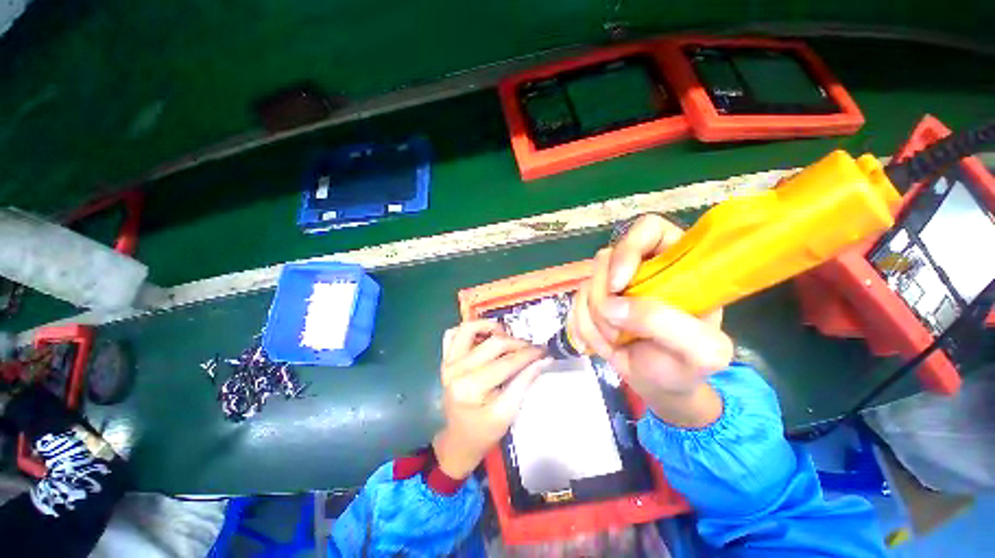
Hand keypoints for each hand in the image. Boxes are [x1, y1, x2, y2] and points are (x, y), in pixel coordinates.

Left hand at [433, 320, 548, 478]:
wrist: (459, 439)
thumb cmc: (483, 432)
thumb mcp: (507, 413)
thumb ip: (524, 383)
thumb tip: (543, 360)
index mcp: (470, 388)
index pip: (506, 362)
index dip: (528, 354)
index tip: (544, 350)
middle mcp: (455, 370)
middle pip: (492, 343)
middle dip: (517, 343)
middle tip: (531, 349)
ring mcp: (448, 362)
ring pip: (469, 329)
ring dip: (491, 328)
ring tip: (506, 337)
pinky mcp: (446, 359)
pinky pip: (453, 333)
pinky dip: (470, 330)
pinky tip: (484, 337)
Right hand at [567, 215, 733, 427]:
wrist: (657, 386)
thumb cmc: (685, 368)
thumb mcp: (699, 352)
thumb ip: (666, 323)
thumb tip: (613, 306)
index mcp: (678, 266)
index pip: (649, 229)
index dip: (629, 249)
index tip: (620, 285)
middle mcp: (643, 268)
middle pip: (606, 258)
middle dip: (604, 298)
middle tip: (616, 330)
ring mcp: (615, 283)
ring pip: (587, 282)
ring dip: (593, 317)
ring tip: (612, 342)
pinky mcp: (596, 299)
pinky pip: (576, 301)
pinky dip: (582, 324)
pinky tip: (598, 343)